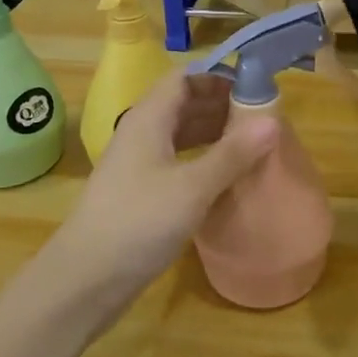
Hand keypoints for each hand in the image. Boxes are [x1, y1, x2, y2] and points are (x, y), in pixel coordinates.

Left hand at [49, 69, 275, 319]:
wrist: (85, 280)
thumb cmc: (139, 222)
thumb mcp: (193, 187)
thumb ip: (232, 153)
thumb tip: (272, 120)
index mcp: (149, 117)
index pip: (185, 77)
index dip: (219, 77)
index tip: (255, 87)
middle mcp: (141, 132)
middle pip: (184, 103)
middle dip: (221, 105)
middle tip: (263, 118)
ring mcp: (138, 163)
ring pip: (180, 133)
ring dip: (214, 133)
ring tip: (252, 144)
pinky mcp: (140, 191)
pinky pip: (176, 160)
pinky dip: (202, 159)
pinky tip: (226, 175)